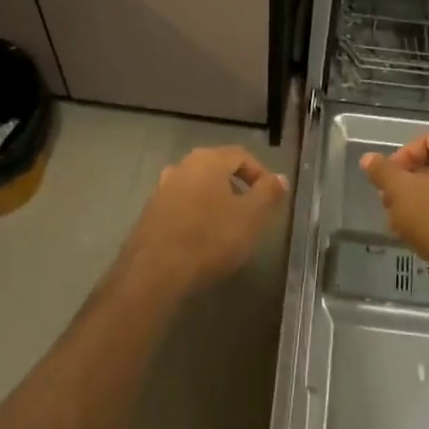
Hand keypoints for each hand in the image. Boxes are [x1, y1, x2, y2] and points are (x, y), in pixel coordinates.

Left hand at [116, 146, 289, 299]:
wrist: (155, 272)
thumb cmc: (210, 238)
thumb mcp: (251, 217)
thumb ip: (268, 193)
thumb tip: (279, 178)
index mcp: (207, 160)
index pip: (241, 155)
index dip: (260, 173)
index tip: (271, 197)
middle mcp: (181, 167)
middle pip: (216, 169)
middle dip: (237, 187)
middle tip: (251, 211)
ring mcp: (161, 190)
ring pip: (197, 188)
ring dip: (215, 202)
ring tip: (228, 227)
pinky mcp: (149, 214)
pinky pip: (181, 206)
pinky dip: (196, 215)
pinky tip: (202, 239)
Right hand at [361, 135, 428, 290]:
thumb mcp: (400, 192)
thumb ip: (382, 171)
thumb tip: (368, 158)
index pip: (426, 140)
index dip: (401, 157)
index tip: (386, 180)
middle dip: (407, 182)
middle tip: (388, 202)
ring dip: (418, 200)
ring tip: (398, 222)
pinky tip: (418, 234)